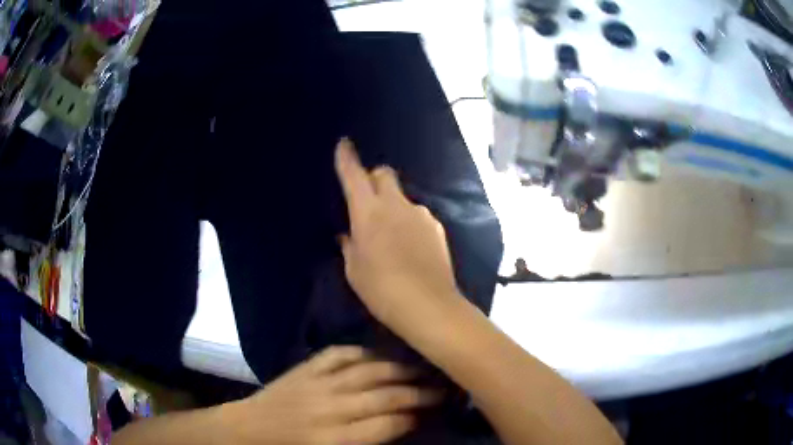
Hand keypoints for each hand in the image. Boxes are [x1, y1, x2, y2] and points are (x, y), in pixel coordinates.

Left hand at [225, 346, 440, 443]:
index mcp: (334, 440)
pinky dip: (360, 351)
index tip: (434, 411)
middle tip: (443, 387)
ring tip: (422, 366)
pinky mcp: (304, 369)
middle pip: (384, 397)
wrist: (249, 429)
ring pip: (367, 371)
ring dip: (398, 369)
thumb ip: (365, 442)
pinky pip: (338, 354)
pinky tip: (377, 353)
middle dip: (418, 392)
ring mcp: (316, 384)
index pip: (387, 426)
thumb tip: (401, 426)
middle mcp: (330, 409)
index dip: (415, 417)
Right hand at [334, 138, 460, 332]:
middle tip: (368, 200)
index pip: (354, 176)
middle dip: (374, 179)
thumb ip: (351, 245)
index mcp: (368, 213)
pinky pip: (417, 215)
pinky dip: (409, 222)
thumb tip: (350, 233)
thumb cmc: (381, 290)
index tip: (344, 143)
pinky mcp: (437, 227)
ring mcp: (420, 214)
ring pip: (402, 197)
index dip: (347, 158)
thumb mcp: (354, 270)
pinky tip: (410, 246)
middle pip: (384, 174)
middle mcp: (396, 205)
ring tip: (392, 234)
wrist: (428, 305)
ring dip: (393, 205)